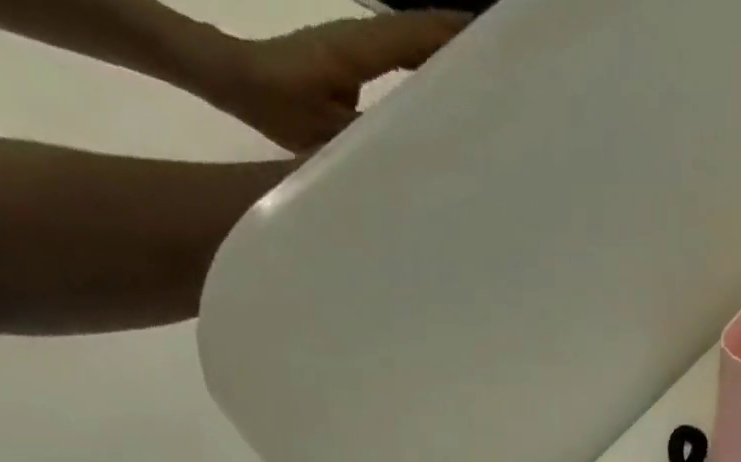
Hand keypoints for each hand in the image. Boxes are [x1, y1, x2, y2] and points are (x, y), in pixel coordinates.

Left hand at [207, 13, 468, 152]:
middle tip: (502, 59)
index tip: (494, 47)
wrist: (238, 80)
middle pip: (421, 29)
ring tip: (484, 71)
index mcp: (359, 47)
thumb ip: (370, 138)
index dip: (455, 37)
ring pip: (414, 39)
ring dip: (447, 50)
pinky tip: (445, 84)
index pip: (417, 35)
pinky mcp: (356, 58)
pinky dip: (427, 62)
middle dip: (461, 39)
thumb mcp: (326, 133)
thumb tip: (413, 152)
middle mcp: (364, 37)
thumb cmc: (276, 102)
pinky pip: (401, 55)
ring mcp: (360, 44)